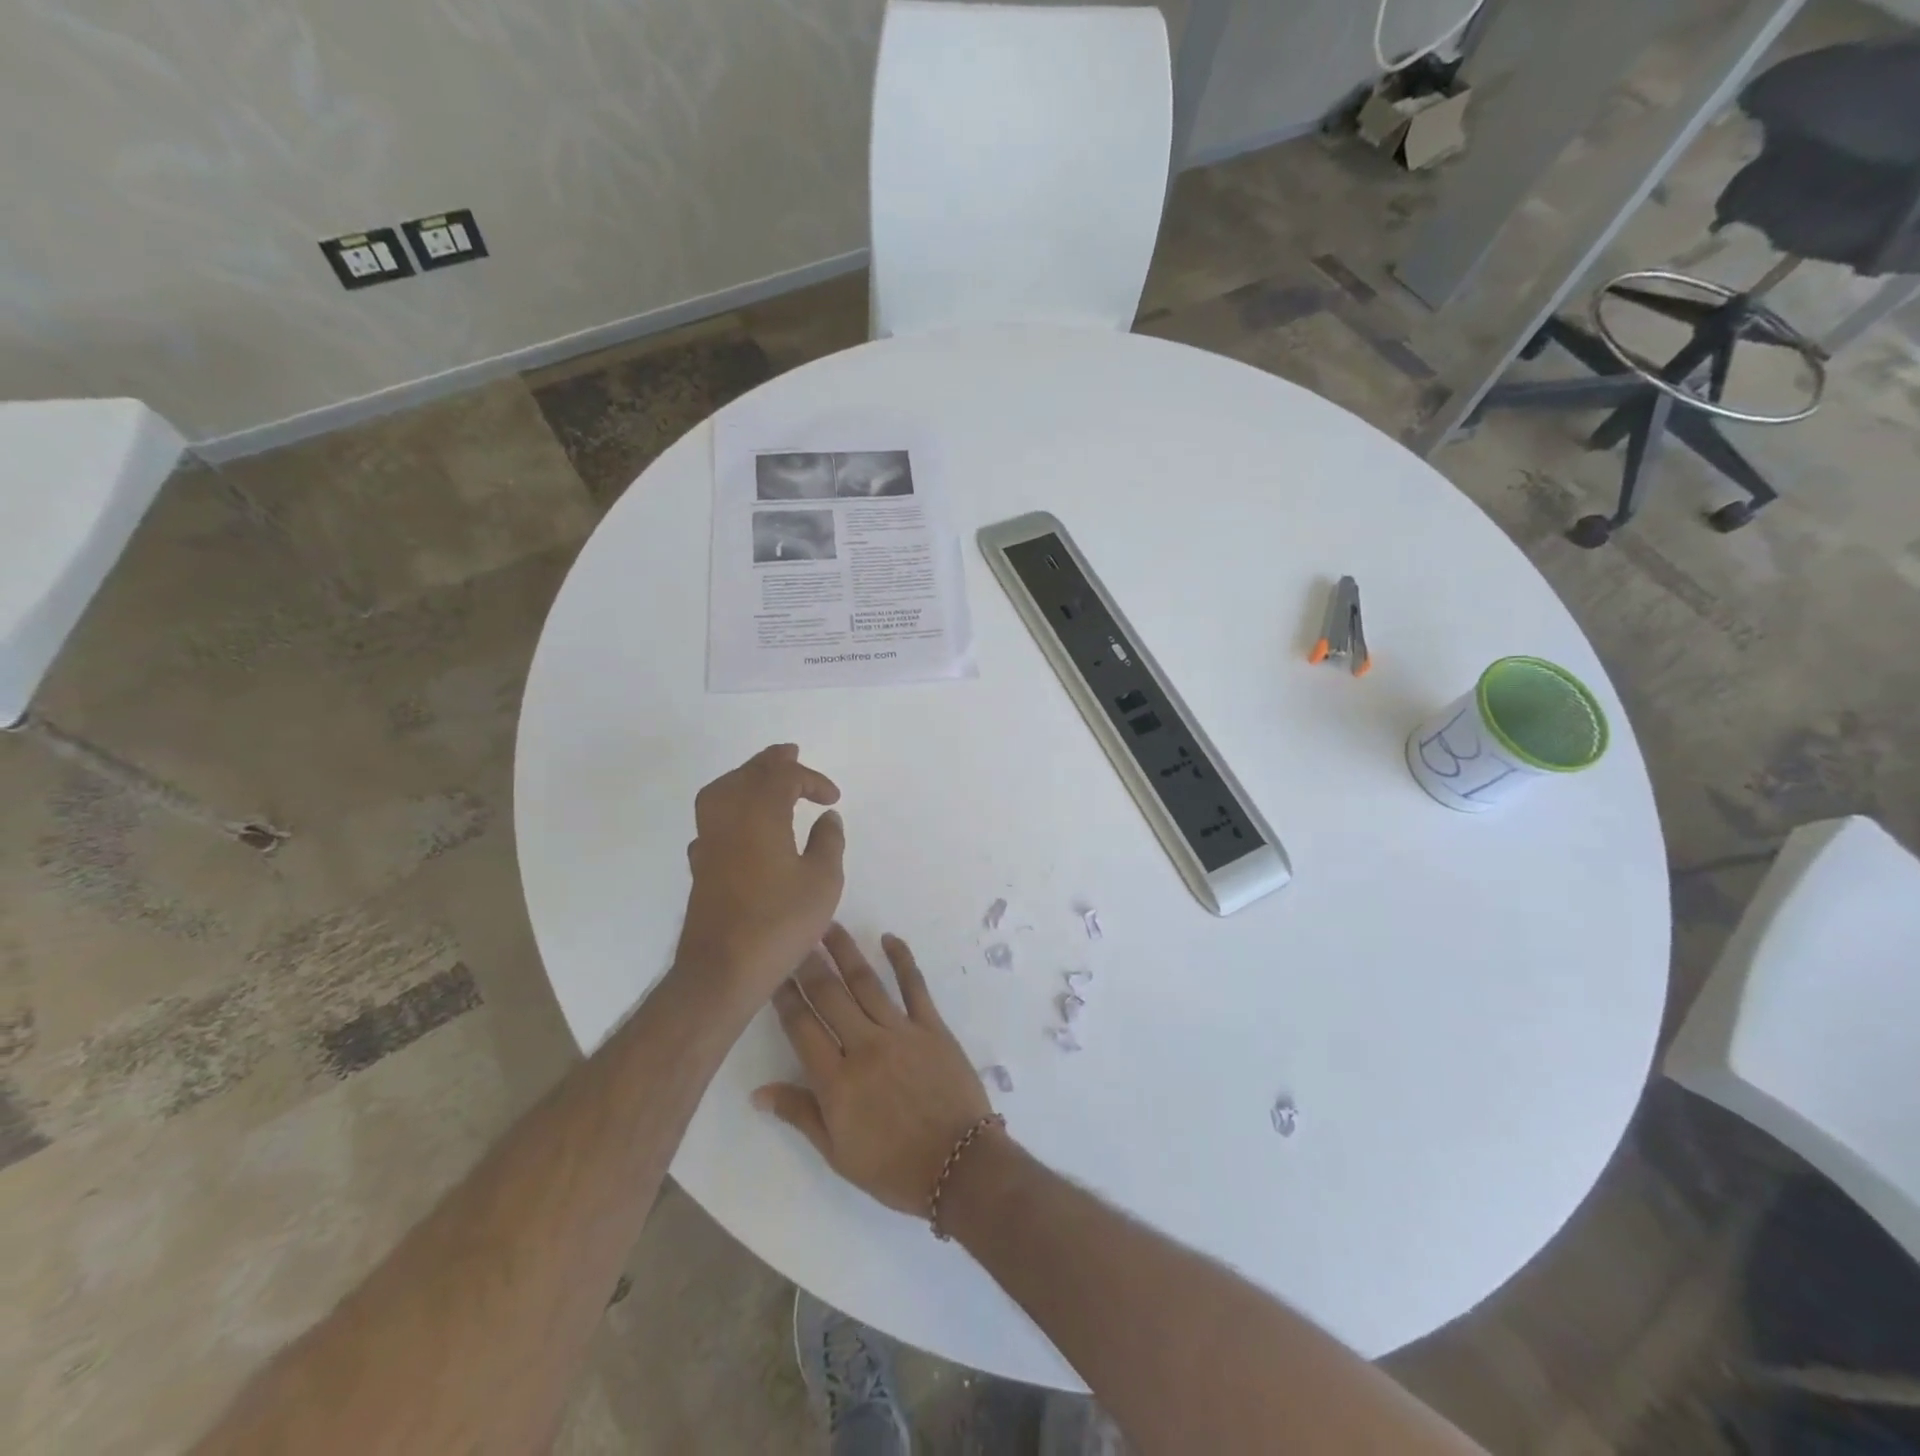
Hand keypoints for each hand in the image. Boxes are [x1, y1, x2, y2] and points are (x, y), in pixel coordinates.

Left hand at [675, 744, 845, 1005]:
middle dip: (772, 763)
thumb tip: (827, 818)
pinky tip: (740, 824)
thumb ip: (828, 842)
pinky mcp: (700, 864)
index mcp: (760, 814)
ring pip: (722, 790)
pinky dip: (729, 808)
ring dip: (746, 778)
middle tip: (791, 753)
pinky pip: (711, 819)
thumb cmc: (779, 923)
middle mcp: (728, 817)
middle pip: (747, 774)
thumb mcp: (822, 882)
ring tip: (765, 778)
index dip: (811, 779)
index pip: (783, 777)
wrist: (722, 970)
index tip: (832, 798)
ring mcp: (709, 840)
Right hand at [754, 926, 994, 1215]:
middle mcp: (865, 1045)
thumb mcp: (838, 1154)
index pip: (801, 1027)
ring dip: (846, 951)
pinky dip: (902, 959)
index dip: (784, 997)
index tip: (771, 971)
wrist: (960, 1166)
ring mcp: (901, 1031)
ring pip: (866, 982)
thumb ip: (800, 1114)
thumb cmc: (894, 1168)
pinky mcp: (932, 1026)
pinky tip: (889, 938)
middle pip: (829, 995)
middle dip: (808, 963)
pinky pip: (914, 985)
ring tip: (829, 925)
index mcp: (837, 1080)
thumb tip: (758, 1092)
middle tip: (794, 934)